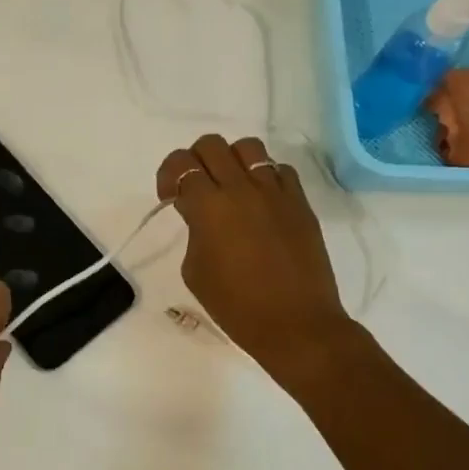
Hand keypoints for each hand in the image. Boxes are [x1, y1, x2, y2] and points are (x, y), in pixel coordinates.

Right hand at [156, 135, 355, 388]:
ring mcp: (275, 192)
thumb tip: (202, 213)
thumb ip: (194, 230)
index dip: (168, 175)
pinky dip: (264, 177)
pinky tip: (260, 202)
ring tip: (230, 188)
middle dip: (195, 161)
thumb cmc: (236, 306)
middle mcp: (242, 188)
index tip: (169, 198)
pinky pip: (279, 170)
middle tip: (195, 189)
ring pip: (248, 147)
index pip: (180, 163)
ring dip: (231, 161)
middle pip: (211, 145)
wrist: (295, 324)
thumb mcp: (195, 270)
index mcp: (209, 206)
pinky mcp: (300, 203)